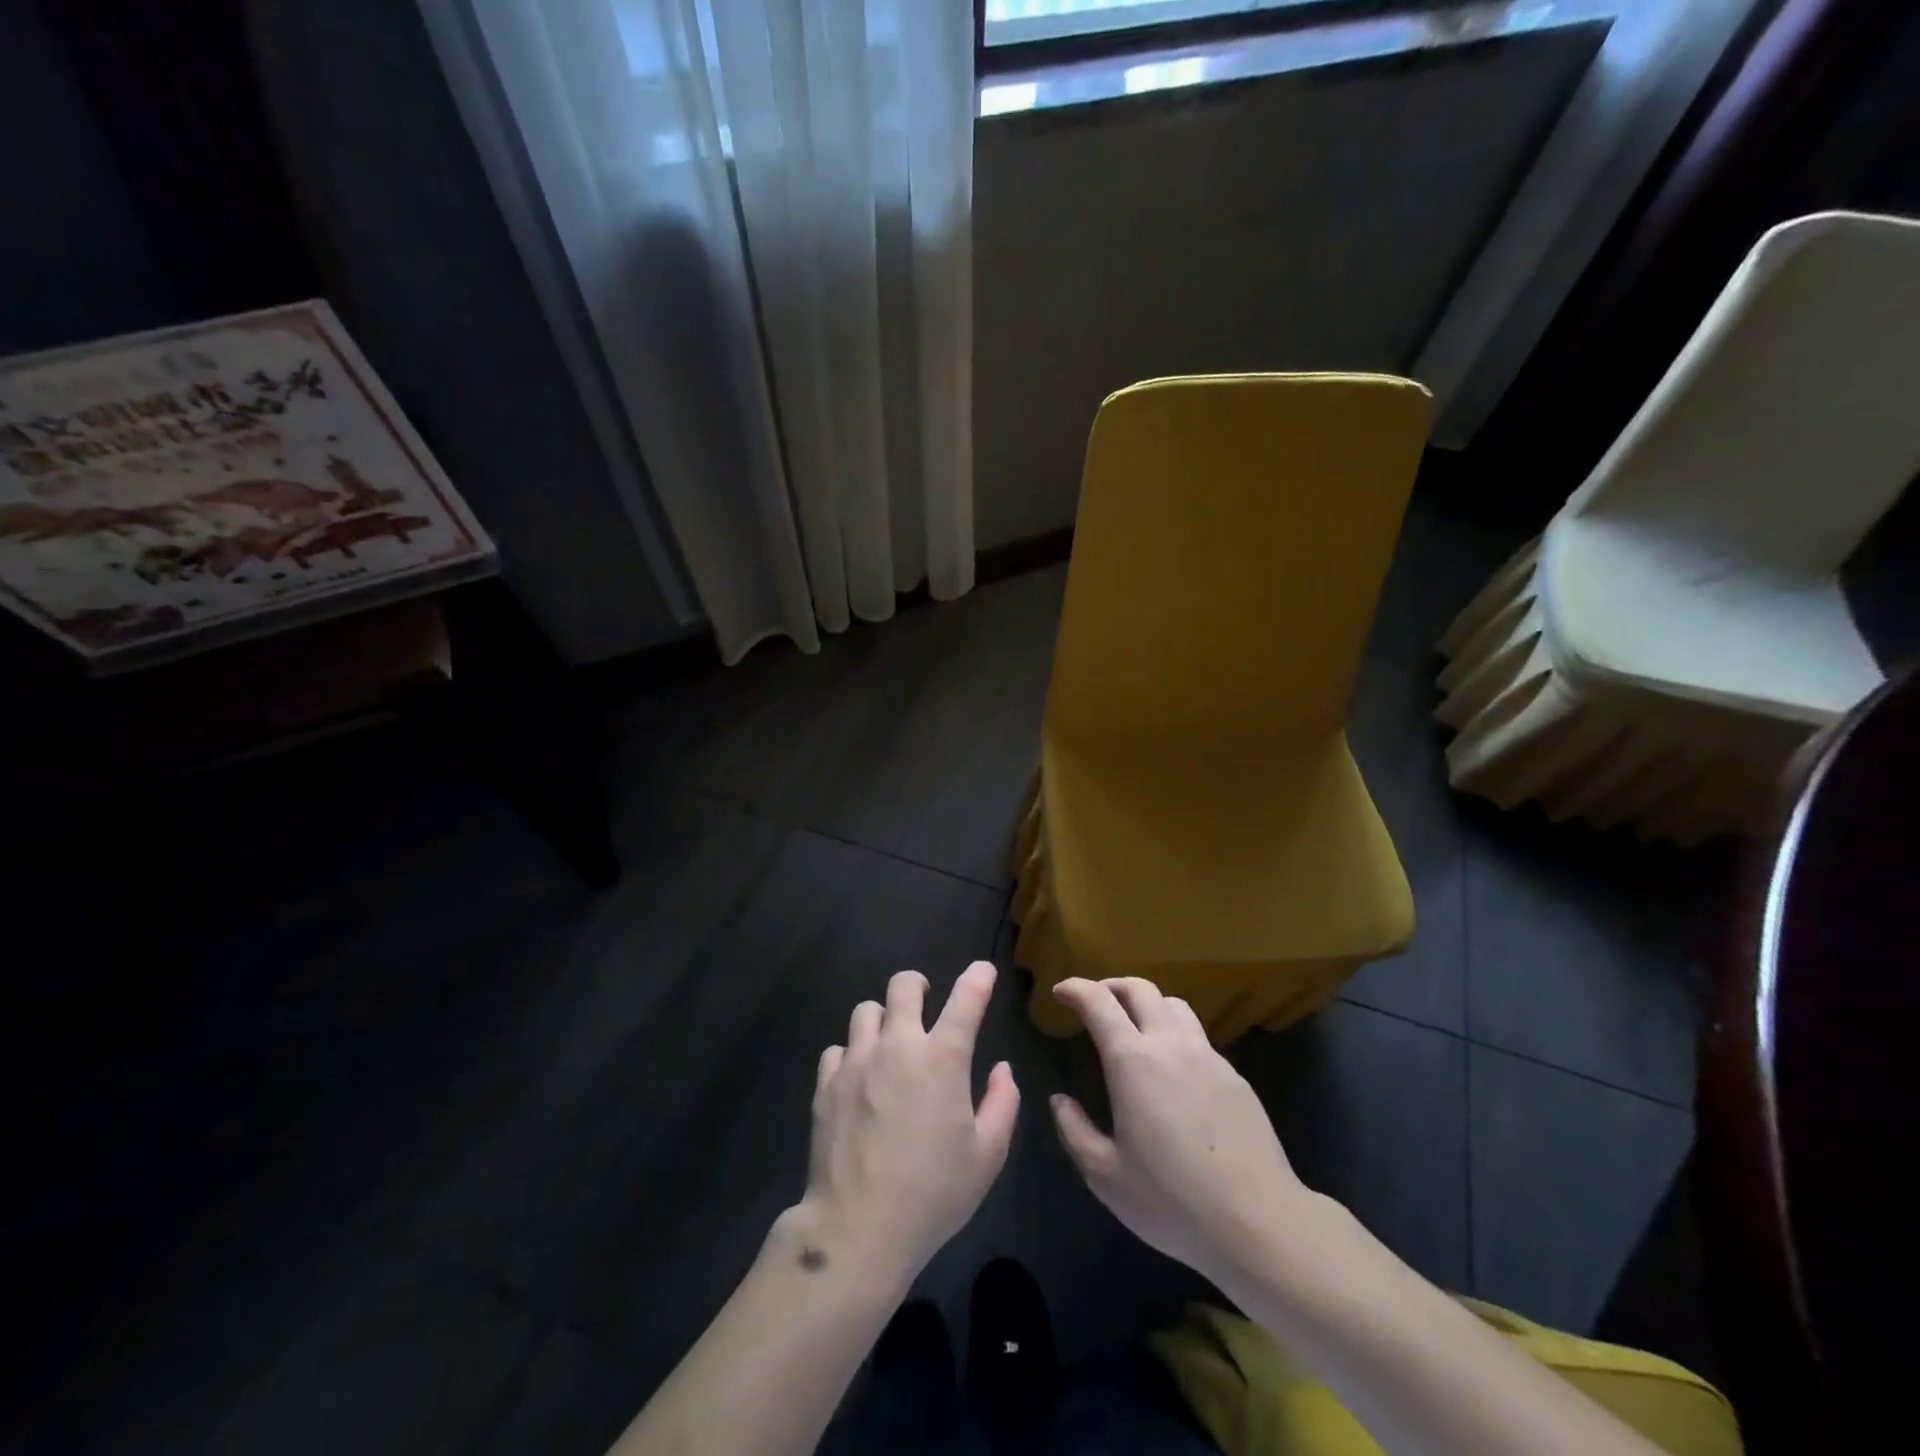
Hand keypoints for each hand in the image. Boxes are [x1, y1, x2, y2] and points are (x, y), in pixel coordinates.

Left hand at [793, 960, 1018, 1290]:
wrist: (857, 1229)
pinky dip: (852, 1054)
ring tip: (889, 1044)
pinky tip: (859, 1079)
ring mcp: (856, 1061)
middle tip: (924, 1003)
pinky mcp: (826, 1083)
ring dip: (883, 1019)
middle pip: (902, 986)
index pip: (966, 999)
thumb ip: (1003, 1104)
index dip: (978, 978)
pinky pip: (838, 1048)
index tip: (983, 971)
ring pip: (866, 1010)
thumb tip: (1001, 1069)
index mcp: (942, 1059)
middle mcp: (898, 1047)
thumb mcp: (987, 1156)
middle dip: (917, 986)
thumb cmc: (933, 1194)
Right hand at [1050, 978, 1314, 1284]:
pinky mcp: (1235, 1077)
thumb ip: (1075, 1131)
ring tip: (1134, 1026)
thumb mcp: (1106, 1176)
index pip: (1099, 1001)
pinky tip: (1172, 1069)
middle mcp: (1171, 1045)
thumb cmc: (1172, 1201)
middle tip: (1093, 1002)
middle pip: (1140, 988)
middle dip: (1110, 986)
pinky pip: (1198, 1037)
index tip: (1060, 992)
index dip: (1075, 988)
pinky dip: (1174, 1034)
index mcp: (1133, 1061)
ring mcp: (1208, 1057)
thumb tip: (1060, 1101)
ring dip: (1147, 1003)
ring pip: (1174, 1005)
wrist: (1260, 1223)